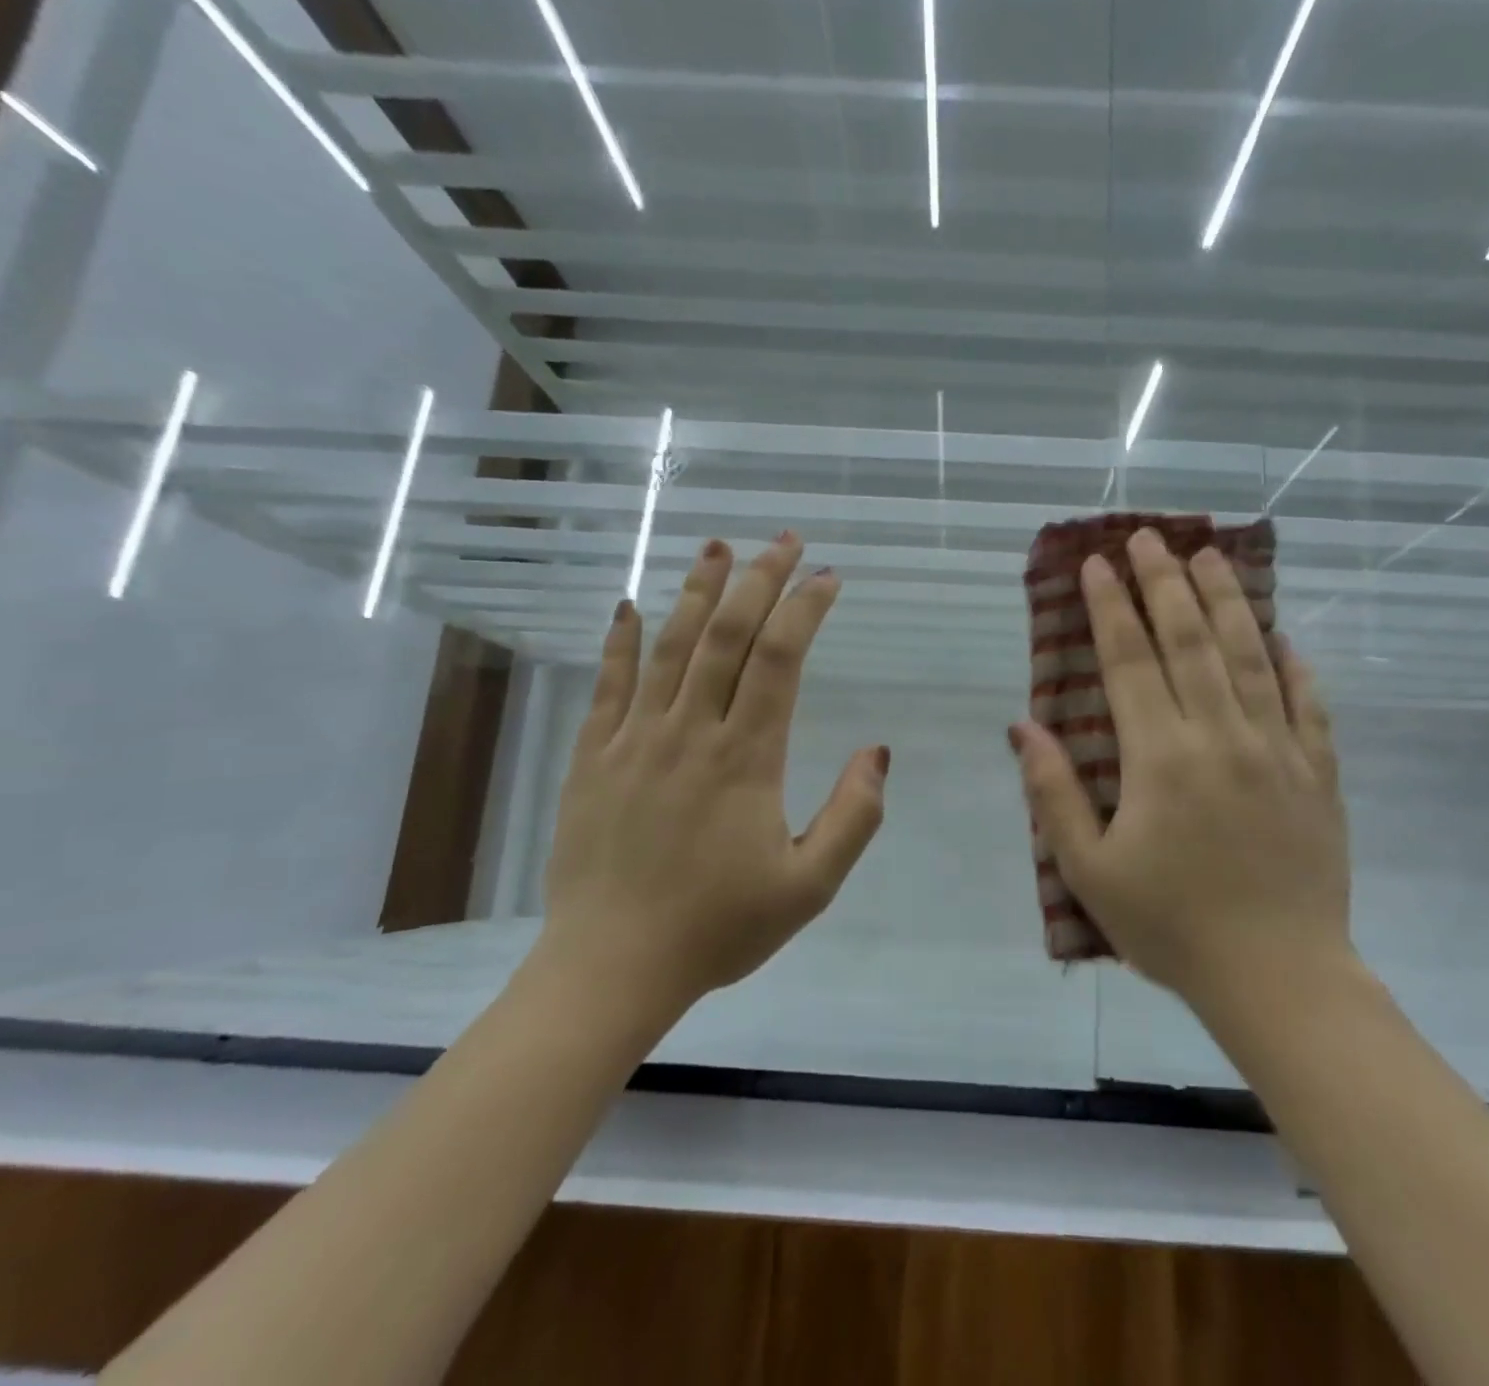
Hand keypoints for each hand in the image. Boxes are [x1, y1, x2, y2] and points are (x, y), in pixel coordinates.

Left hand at [540, 534, 887, 1012]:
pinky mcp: (592, 757)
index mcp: (746, 758)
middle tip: (784, 540)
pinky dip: (621, 640)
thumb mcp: (810, 886)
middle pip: (726, 635)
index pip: (779, 659)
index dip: (805, 609)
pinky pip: (608, 684)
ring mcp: (634, 740)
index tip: (828, 577)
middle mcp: (689, 732)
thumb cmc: (718, 928)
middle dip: (759, 579)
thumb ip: (853, 817)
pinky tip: (632, 605)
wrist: (611, 968)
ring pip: (669, 646)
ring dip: (696, 591)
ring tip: (717, 546)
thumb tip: (876, 752)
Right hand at [1008, 527, 1350, 1003]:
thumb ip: (1054, 793)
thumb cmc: (1171, 927)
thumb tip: (1023, 727)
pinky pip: (1307, 705)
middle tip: (1150, 537)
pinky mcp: (1318, 774)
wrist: (1280, 979)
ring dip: (1226, 601)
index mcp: (1160, 758)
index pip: (1130, 661)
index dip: (1110, 608)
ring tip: (1210, 556)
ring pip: (1250, 656)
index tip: (1098, 565)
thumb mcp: (1089, 869)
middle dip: (1165, 583)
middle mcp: (1221, 736)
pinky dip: (1294, 664)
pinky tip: (1282, 635)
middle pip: (1190, 641)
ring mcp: (1277, 751)